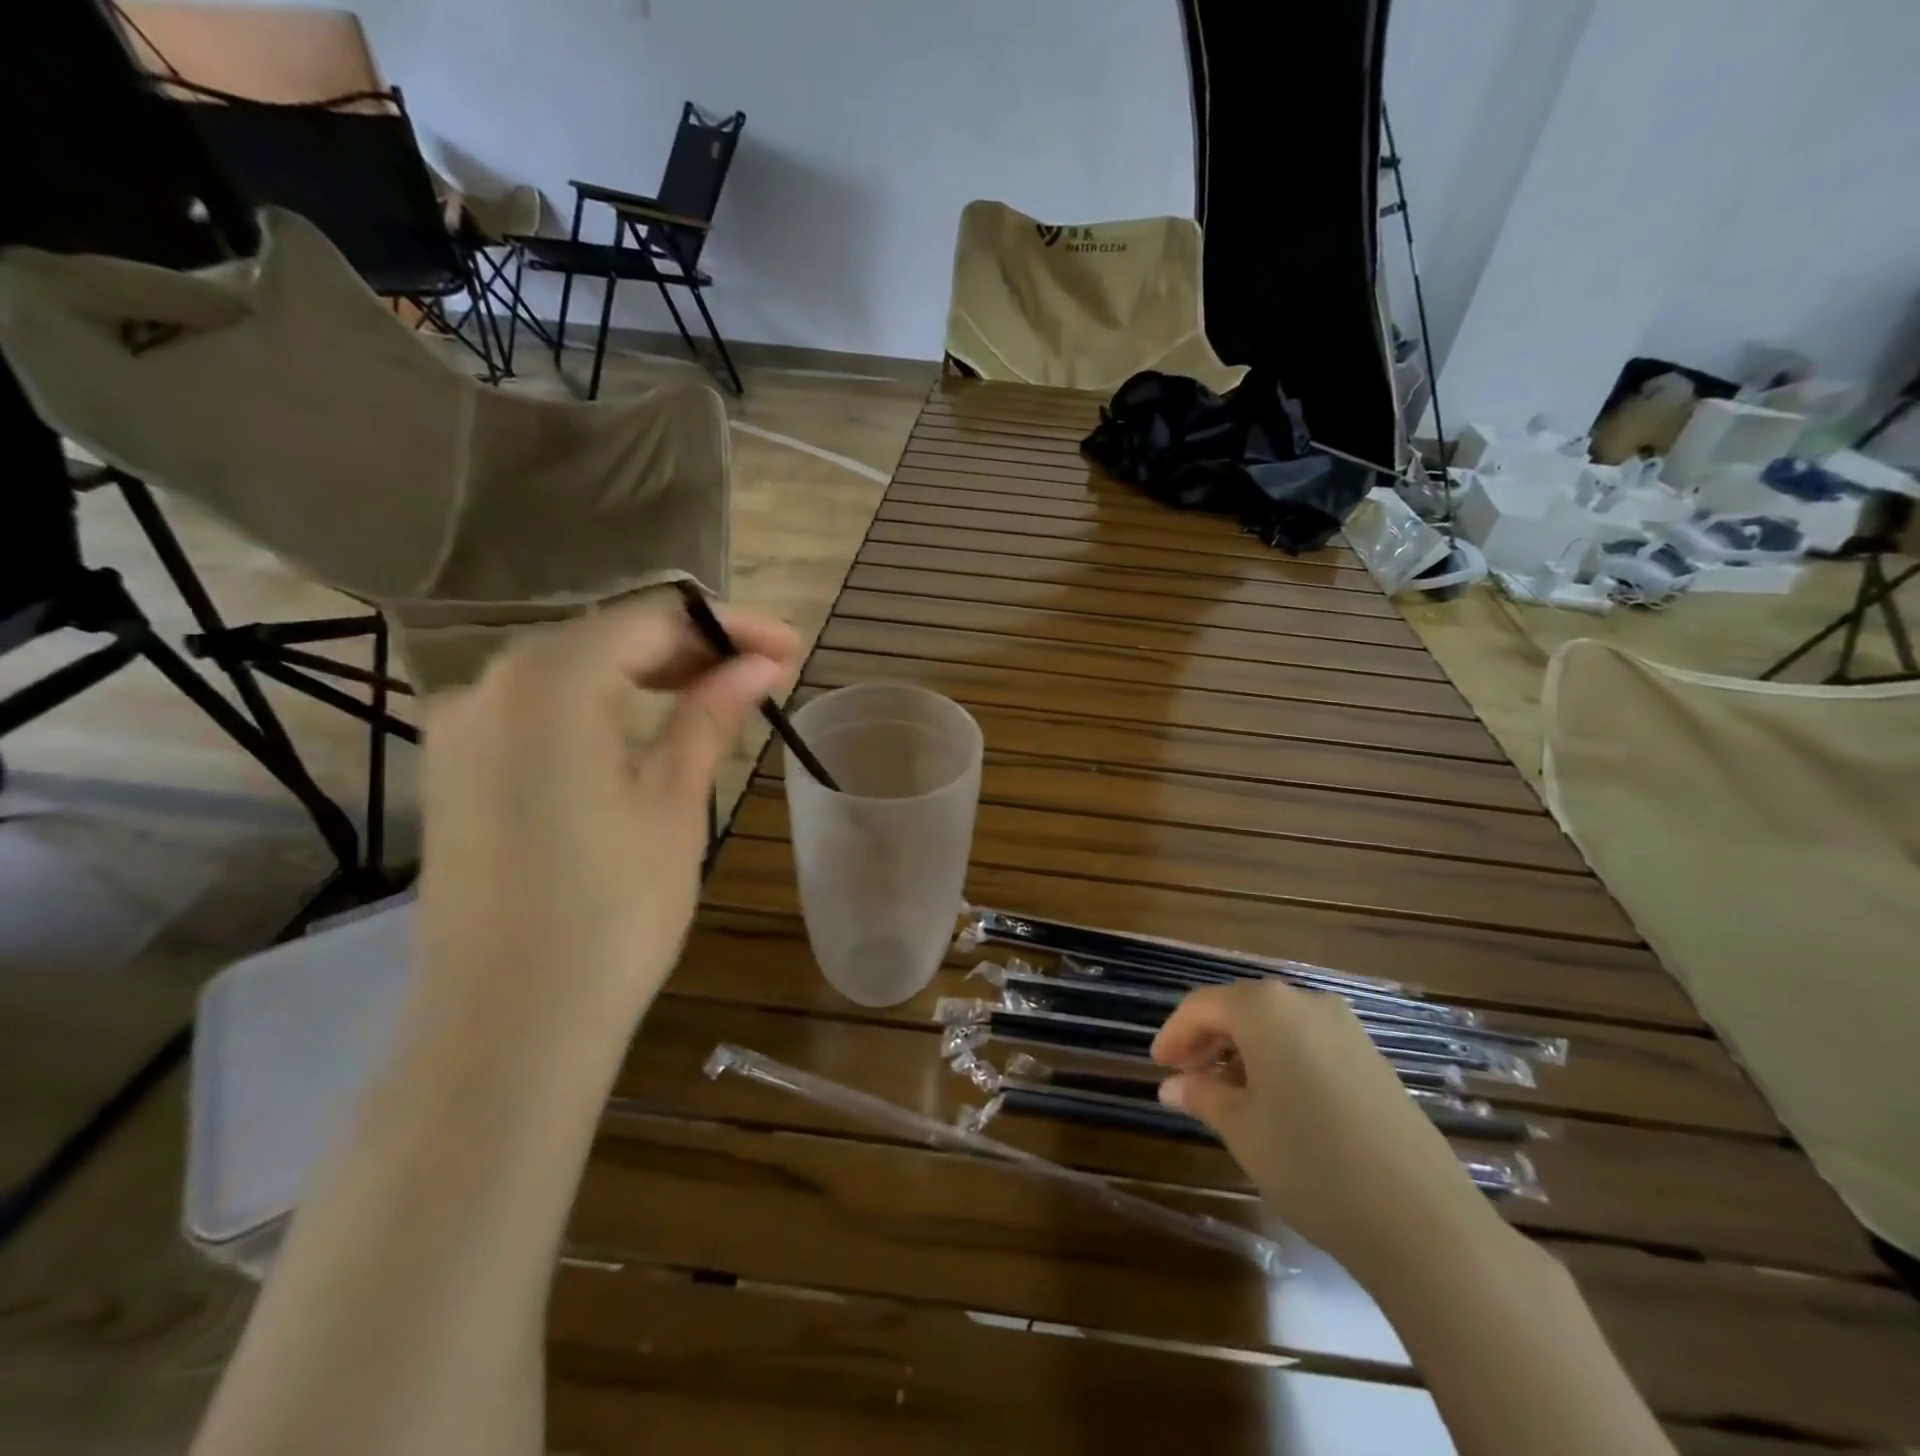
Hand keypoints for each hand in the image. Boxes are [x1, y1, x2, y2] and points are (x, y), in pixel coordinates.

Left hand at [415, 596, 799, 1024]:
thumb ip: (711, 715)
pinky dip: (603, 707)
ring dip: (649, 675)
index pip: (654, 619)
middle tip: (763, 672)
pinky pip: (541, 711)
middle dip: (691, 647)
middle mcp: (488, 685)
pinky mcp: (456, 771)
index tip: (788, 647)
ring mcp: (461, 729)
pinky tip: (646, 729)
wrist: (509, 1028)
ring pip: (573, 671)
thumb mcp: (674, 802)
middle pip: (608, 637)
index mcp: (549, 682)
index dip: (729, 624)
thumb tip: (760, 664)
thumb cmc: (612, 912)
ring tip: (718, 696)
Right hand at [1152, 980, 1504, 1278]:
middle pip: (1241, 1009)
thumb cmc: (1311, 1164)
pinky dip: (1280, 1060)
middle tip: (1186, 1078)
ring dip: (1244, 1051)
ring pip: (1276, 1025)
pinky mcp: (1372, 1059)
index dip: (1174, 1034)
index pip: (1203, 1006)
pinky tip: (1275, 1102)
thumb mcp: (1242, 1129)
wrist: (1424, 1222)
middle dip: (1208, 1040)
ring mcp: (1346, 1029)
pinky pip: (1308, 1042)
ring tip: (1226, 1093)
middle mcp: (1305, 1003)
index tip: (1158, 1066)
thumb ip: (1203, 1096)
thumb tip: (1172, 1085)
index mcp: (1266, 1009)